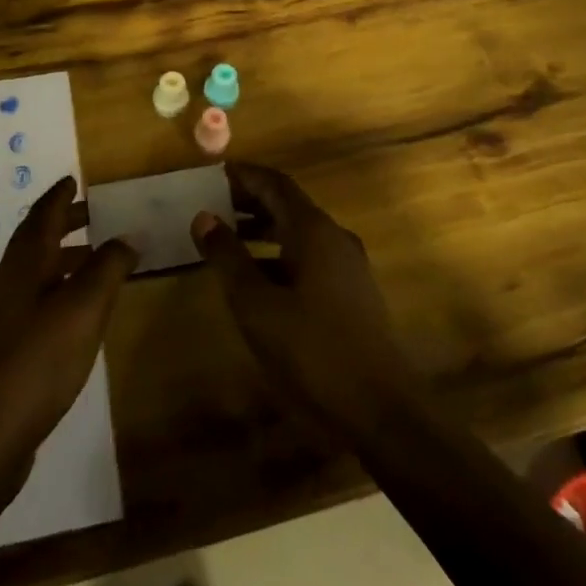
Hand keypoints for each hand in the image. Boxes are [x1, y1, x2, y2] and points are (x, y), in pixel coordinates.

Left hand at [0, 177, 136, 472]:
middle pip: (36, 239)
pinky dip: (60, 287)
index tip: (74, 179)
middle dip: (64, 222)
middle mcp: (9, 281)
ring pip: (37, 270)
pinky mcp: (7, 346)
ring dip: (64, 256)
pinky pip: (37, 298)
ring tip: (97, 258)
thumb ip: (108, 266)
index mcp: (24, 264)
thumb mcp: (84, 308)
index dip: (60, 196)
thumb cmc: (37, 361)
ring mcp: (4, 316)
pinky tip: (79, 310)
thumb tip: (128, 234)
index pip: (42, 215)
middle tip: (95, 213)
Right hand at [193, 163, 423, 437]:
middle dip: (250, 201)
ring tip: (228, 240)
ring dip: (264, 229)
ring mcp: (348, 266)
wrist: (382, 412)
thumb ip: (228, 258)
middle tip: (213, 205)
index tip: (213, 174)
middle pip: (288, 205)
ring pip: (299, 233)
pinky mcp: (353, 294)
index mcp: (314, 231)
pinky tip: (259, 280)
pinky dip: (280, 254)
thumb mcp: (257, 306)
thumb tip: (203, 216)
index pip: (275, 183)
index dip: (244, 175)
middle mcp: (335, 238)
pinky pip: (310, 257)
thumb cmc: (313, 352)